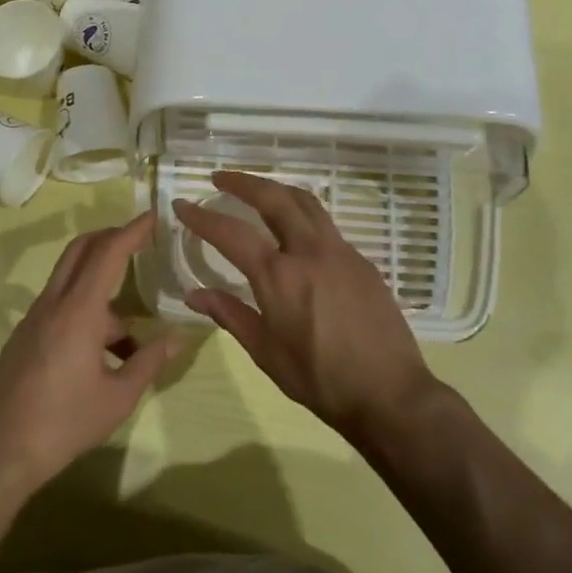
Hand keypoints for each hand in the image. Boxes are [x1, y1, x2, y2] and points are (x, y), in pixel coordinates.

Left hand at [0, 210, 177, 500]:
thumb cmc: (64, 423)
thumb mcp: (118, 397)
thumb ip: (149, 361)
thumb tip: (178, 338)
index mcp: (79, 311)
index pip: (108, 253)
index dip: (131, 230)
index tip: (151, 215)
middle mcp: (53, 303)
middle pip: (80, 250)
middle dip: (110, 238)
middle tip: (139, 241)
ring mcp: (33, 318)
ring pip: (71, 282)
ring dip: (102, 291)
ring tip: (131, 338)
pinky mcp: (23, 336)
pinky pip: (59, 306)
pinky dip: (85, 312)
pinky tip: (101, 355)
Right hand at [173, 172, 437, 439]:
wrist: (389, 394)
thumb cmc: (320, 380)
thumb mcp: (266, 353)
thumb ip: (230, 315)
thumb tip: (194, 294)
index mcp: (279, 276)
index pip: (232, 233)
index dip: (202, 217)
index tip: (182, 204)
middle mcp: (309, 252)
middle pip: (274, 198)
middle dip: (244, 182)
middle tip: (221, 178)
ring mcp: (340, 252)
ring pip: (306, 202)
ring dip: (277, 189)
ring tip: (258, 190)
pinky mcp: (362, 261)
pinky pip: (326, 226)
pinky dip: (303, 215)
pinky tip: (296, 233)